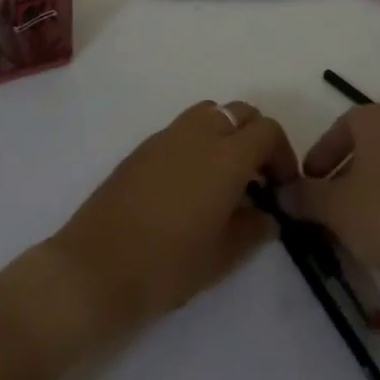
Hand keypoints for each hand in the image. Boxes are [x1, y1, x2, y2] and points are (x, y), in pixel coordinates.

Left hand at [44, 102, 298, 343]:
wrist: (97, 267)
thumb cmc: (168, 265)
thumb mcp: (223, 255)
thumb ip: (254, 228)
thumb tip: (267, 215)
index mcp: (225, 156)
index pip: (267, 131)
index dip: (282, 155)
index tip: (281, 188)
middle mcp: (198, 133)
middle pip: (240, 113)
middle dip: (256, 139)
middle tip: (258, 180)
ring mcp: (166, 135)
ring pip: (210, 113)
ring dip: (226, 134)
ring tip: (225, 179)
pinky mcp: (143, 146)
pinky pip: (183, 129)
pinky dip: (199, 142)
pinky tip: (191, 184)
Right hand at [280, 103, 379, 294]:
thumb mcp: (333, 207)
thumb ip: (304, 196)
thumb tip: (282, 193)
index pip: (341, 125)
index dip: (321, 153)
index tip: (309, 181)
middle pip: (368, 145)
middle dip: (344, 172)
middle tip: (328, 202)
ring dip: (369, 188)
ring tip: (354, 222)